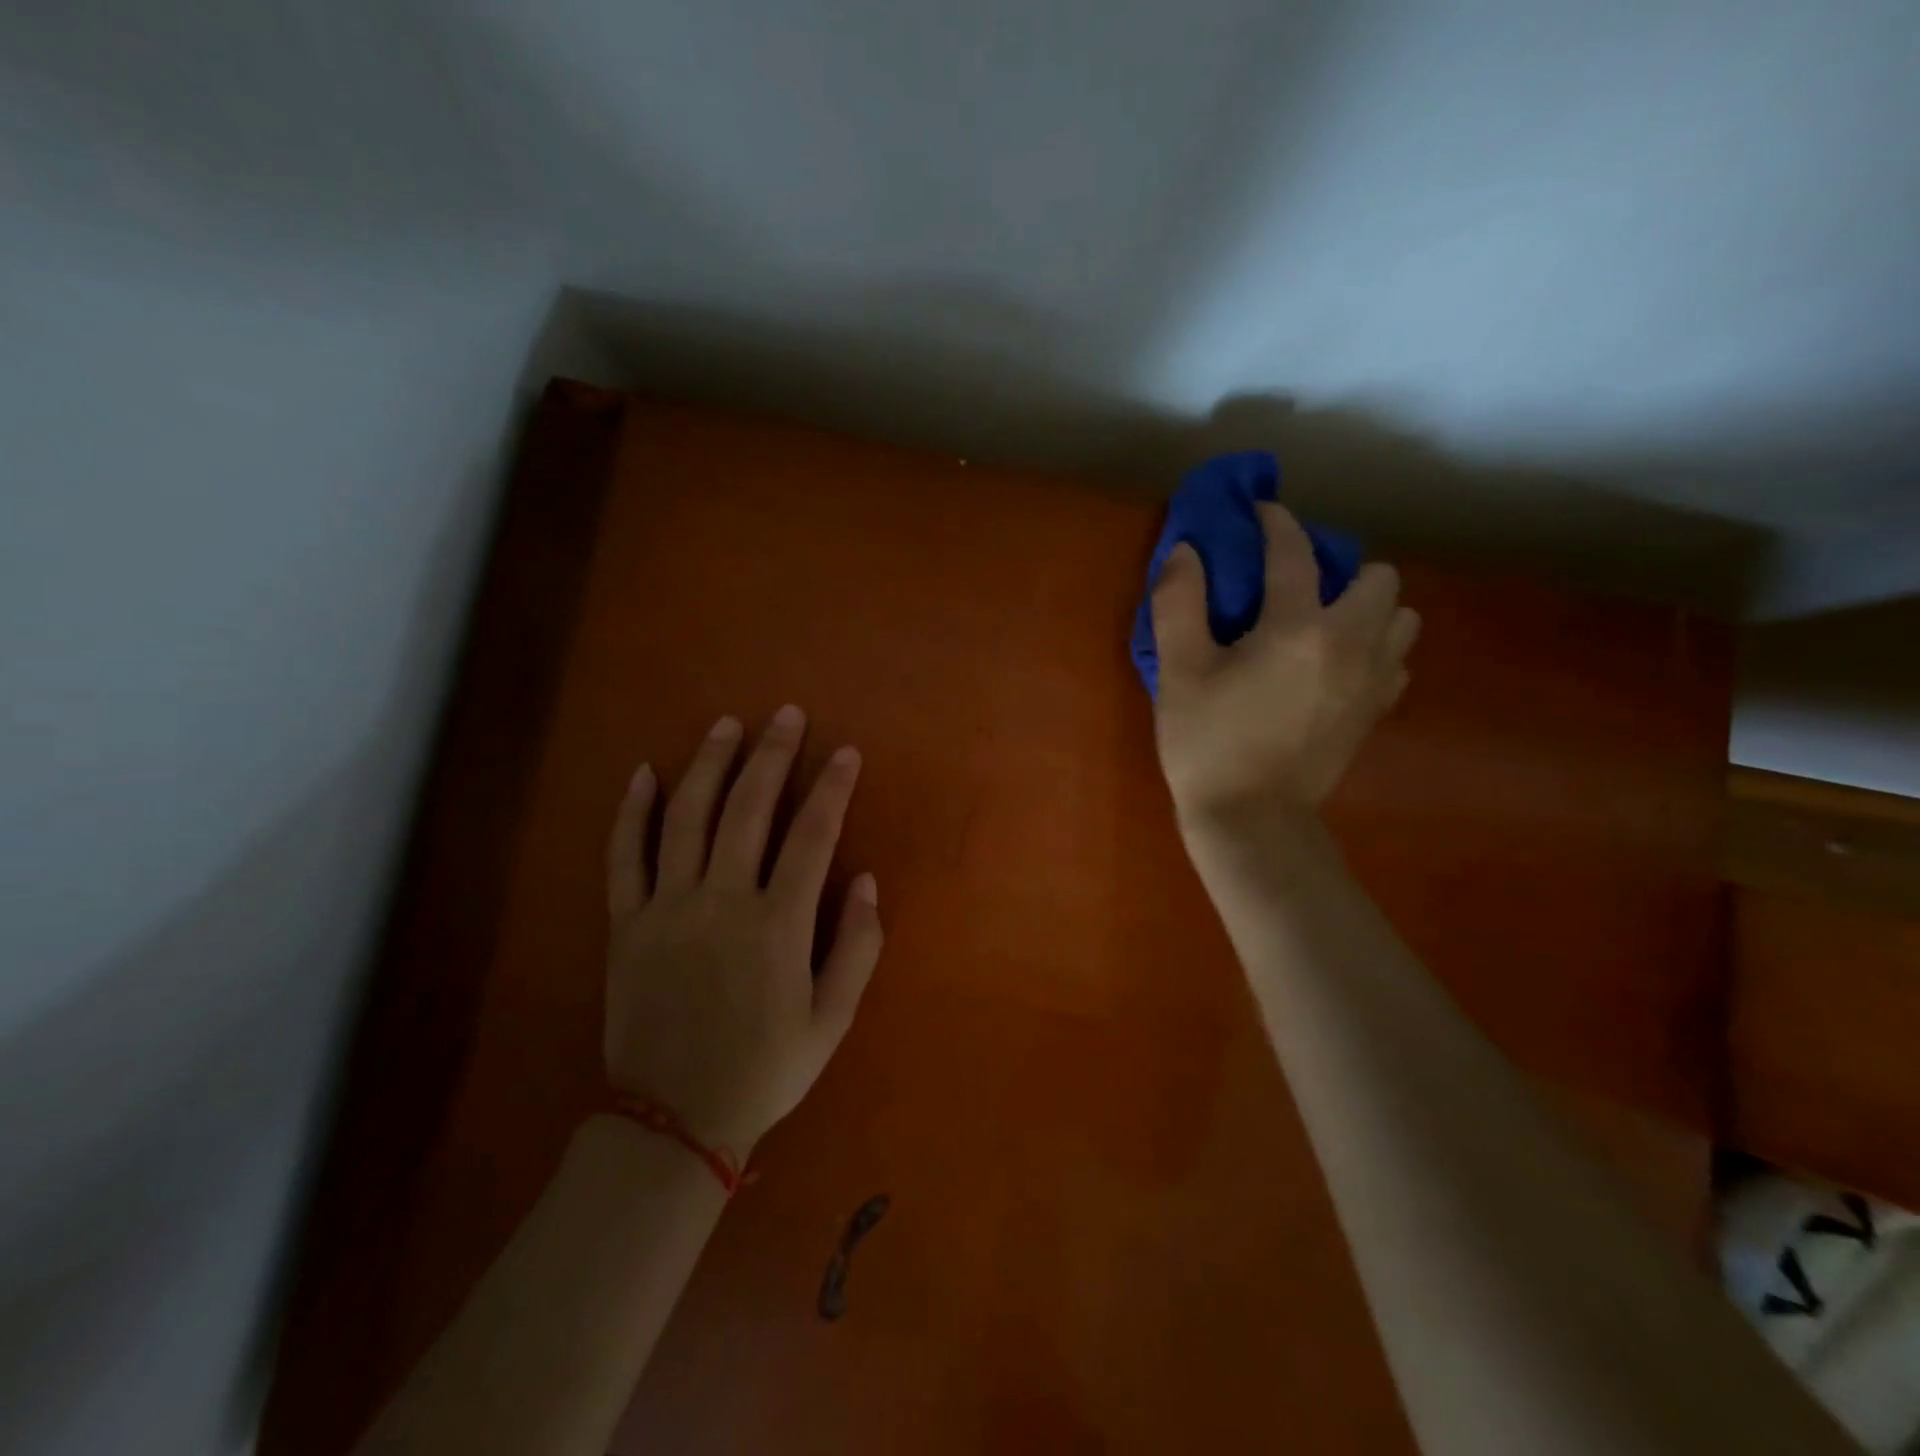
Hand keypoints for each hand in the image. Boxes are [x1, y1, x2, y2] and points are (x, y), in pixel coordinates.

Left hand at [602, 706, 882, 1158]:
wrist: (674, 1120)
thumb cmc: (765, 1069)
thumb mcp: (833, 1019)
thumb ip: (858, 946)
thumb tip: (867, 879)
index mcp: (777, 925)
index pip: (812, 836)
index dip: (832, 788)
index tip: (845, 752)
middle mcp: (721, 902)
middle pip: (748, 809)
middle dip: (772, 756)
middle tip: (786, 714)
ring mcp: (667, 909)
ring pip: (686, 818)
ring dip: (708, 764)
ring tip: (726, 725)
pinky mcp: (626, 924)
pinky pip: (624, 856)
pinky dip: (632, 812)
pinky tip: (644, 774)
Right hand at [1151, 503, 1418, 831]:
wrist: (1251, 821)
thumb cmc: (1208, 744)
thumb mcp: (1179, 672)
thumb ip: (1179, 603)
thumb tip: (1187, 551)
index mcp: (1298, 627)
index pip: (1295, 552)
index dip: (1277, 523)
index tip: (1261, 513)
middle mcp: (1351, 643)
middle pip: (1379, 577)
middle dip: (1342, 570)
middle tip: (1297, 590)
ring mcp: (1373, 680)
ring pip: (1400, 617)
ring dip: (1368, 609)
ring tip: (1323, 626)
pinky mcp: (1376, 711)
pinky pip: (1395, 660)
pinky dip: (1373, 649)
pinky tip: (1334, 666)